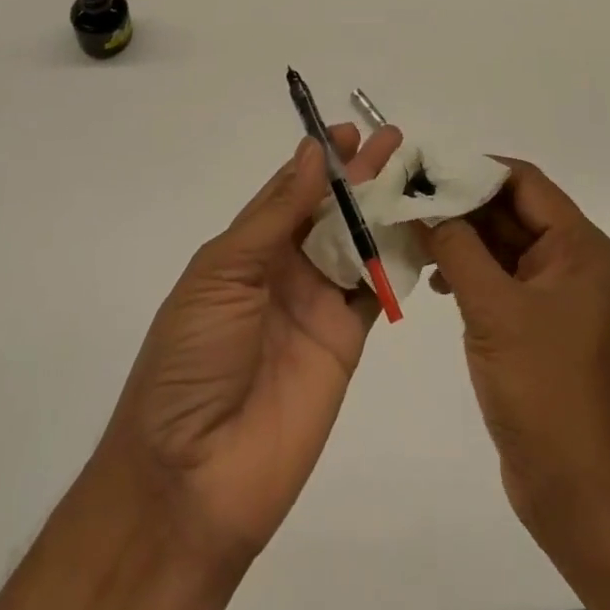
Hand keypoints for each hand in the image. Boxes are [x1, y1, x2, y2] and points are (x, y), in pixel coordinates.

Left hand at [100, 123, 403, 567]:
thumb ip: (275, 216)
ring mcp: (315, 306)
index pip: (287, 190)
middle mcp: (282, 270)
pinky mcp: (345, 343)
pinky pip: (373, 292)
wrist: (192, 478)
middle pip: (328, 211)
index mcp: (244, 249)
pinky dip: (394, 262)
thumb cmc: (192, 360)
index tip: (348, 131)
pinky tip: (418, 230)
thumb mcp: (222, 274)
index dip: (317, 160)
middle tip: (393, 139)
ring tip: (412, 174)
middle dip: (358, 174)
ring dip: (382, 209)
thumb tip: (311, 153)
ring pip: (356, 244)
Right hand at [421, 158, 609, 545]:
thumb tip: (420, 200)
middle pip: (511, 210)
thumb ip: (456, 247)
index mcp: (581, 249)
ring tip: (414, 240)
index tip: (425, 172)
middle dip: (460, 205)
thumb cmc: (544, 391)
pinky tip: (436, 282)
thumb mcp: (494, 310)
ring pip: (503, 243)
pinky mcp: (539, 323)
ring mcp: (557, 295)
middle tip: (408, 203)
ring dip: (460, 238)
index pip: (524, 183)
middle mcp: (575, 262)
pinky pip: (501, 277)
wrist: (578, 494)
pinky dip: (469, 271)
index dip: (474, 171)